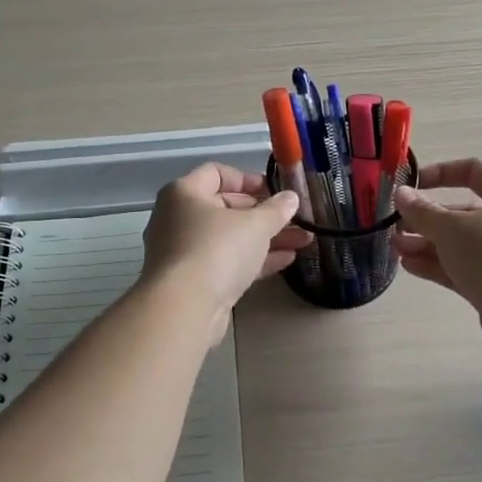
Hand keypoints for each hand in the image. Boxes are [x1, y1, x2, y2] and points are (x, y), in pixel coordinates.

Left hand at [140, 163, 309, 333]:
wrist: (184, 308)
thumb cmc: (217, 250)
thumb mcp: (255, 224)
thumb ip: (276, 209)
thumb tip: (291, 198)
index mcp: (184, 194)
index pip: (216, 173)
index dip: (247, 179)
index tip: (274, 190)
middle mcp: (178, 218)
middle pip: (225, 207)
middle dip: (264, 213)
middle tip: (293, 218)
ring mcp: (184, 252)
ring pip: (229, 238)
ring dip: (265, 238)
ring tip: (303, 240)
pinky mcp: (192, 281)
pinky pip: (226, 262)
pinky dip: (253, 259)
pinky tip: (286, 260)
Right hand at [393, 158, 481, 356]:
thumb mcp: (452, 227)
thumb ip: (422, 211)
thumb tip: (401, 194)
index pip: (472, 171)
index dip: (441, 173)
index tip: (412, 184)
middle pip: (460, 213)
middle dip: (426, 218)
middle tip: (396, 225)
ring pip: (457, 244)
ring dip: (425, 243)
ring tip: (395, 248)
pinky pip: (459, 268)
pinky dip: (435, 265)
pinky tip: (408, 266)